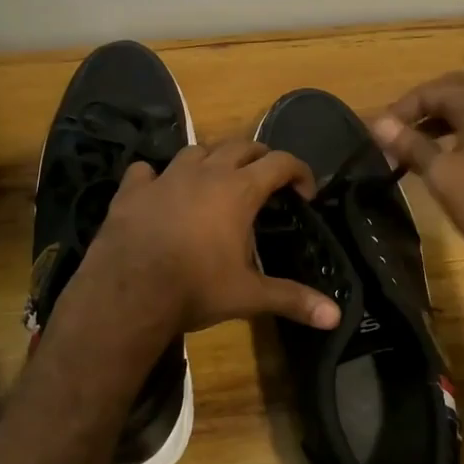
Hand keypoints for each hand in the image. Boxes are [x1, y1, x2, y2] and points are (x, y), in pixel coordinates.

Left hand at [82, 139, 343, 334]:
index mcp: (238, 190)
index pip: (280, 162)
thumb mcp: (248, 296)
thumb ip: (292, 299)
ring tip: (216, 181)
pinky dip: (157, 177)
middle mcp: (205, 173)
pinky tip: (159, 191)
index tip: (306, 193)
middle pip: (240, 145)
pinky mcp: (132, 190)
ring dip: (212, 160)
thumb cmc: (196, 288)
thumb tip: (335, 318)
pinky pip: (146, 170)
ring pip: (196, 150)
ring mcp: (165, 177)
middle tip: (267, 181)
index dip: (300, 171)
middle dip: (259, 157)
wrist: (128, 292)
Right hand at [371, 70, 463, 279]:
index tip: (378, 133)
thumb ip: (411, 145)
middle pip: (455, 91)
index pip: (432, 90)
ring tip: (413, 145)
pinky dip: (457, 137)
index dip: (401, 108)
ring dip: (439, 121)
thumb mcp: (442, 174)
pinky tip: (443, 162)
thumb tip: (378, 123)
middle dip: (424, 105)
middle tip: (399, 127)